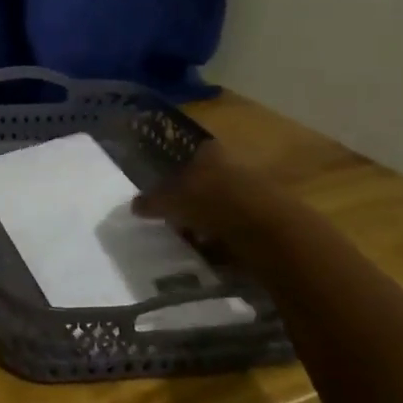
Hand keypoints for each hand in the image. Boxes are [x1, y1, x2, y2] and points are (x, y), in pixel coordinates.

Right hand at [130, 141, 280, 244]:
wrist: (268, 232)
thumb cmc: (212, 202)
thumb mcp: (170, 200)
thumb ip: (151, 201)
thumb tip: (134, 204)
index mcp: (209, 151)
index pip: (186, 154)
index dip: (170, 170)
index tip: (158, 190)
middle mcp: (232, 164)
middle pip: (203, 180)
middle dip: (187, 198)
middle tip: (170, 218)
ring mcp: (252, 191)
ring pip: (219, 204)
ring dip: (205, 220)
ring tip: (188, 239)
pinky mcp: (265, 219)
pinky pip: (234, 226)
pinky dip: (222, 238)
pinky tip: (210, 252)